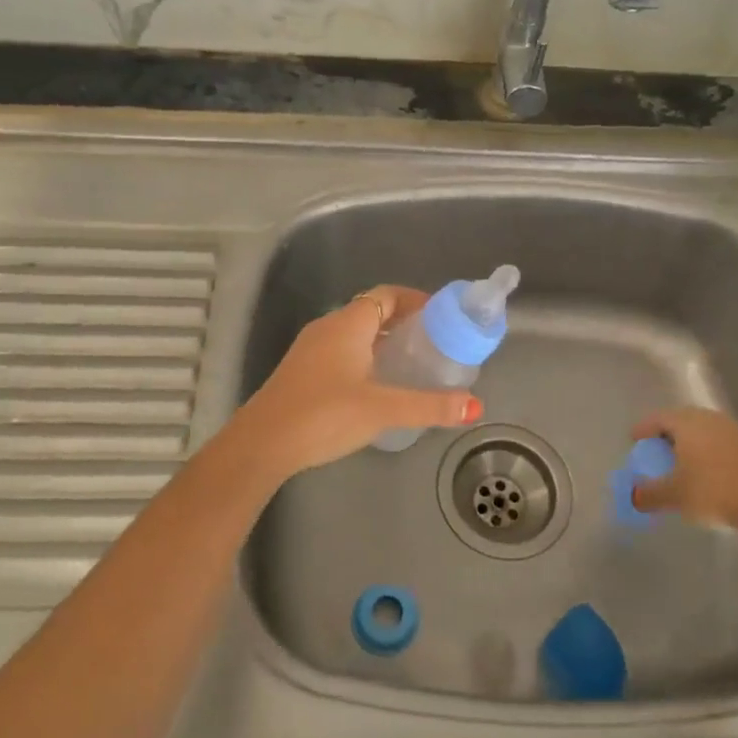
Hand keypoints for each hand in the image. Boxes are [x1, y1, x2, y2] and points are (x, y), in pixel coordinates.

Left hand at [227, 286, 483, 481]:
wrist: (262, 443)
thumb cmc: (325, 415)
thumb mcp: (382, 410)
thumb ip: (430, 406)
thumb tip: (475, 406)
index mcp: (349, 324)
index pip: (387, 295)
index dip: (416, 300)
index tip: (442, 317)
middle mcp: (328, 327)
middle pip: (372, 312)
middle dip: (404, 322)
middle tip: (433, 343)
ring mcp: (310, 348)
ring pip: (355, 333)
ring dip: (383, 341)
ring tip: (411, 364)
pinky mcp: (302, 370)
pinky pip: (341, 350)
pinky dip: (364, 356)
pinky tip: (376, 385)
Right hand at [629, 407, 737, 524]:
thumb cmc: (712, 490)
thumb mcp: (675, 495)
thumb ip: (650, 494)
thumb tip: (633, 497)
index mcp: (686, 422)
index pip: (657, 418)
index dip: (643, 429)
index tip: (634, 440)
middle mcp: (707, 418)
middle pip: (680, 420)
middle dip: (665, 433)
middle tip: (655, 448)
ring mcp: (730, 429)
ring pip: (701, 429)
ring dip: (687, 441)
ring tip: (679, 458)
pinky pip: (716, 439)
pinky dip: (704, 448)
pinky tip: (703, 466)